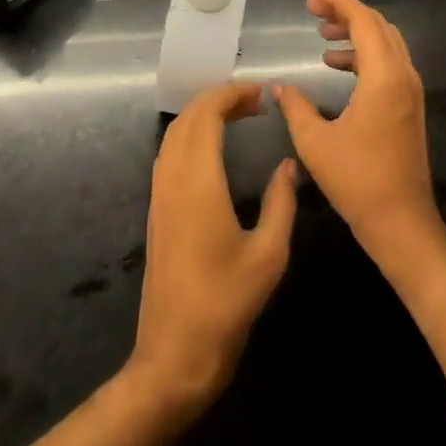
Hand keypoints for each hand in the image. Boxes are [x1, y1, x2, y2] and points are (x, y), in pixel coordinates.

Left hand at [129, 82, 297, 412]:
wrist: (174, 353)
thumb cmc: (226, 304)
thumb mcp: (269, 255)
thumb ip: (281, 202)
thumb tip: (288, 165)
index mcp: (198, 181)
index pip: (207, 115)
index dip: (231, 95)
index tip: (260, 92)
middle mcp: (173, 177)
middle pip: (189, 117)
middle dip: (219, 99)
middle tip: (255, 102)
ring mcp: (160, 193)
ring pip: (176, 133)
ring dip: (203, 115)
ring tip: (238, 116)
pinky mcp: (157, 209)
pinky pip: (170, 152)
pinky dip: (191, 134)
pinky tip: (213, 148)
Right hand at [274, 0, 445, 270]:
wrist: (402, 223)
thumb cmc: (357, 181)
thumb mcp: (315, 142)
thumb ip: (295, 106)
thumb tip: (279, 87)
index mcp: (383, 77)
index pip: (363, 21)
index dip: (338, 1)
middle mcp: (403, 76)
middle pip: (377, 25)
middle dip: (346, 12)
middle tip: (313, 10)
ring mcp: (410, 91)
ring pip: (386, 42)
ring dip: (355, 32)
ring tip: (322, 33)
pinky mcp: (409, 106)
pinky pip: (388, 62)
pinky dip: (363, 53)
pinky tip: (336, 64)